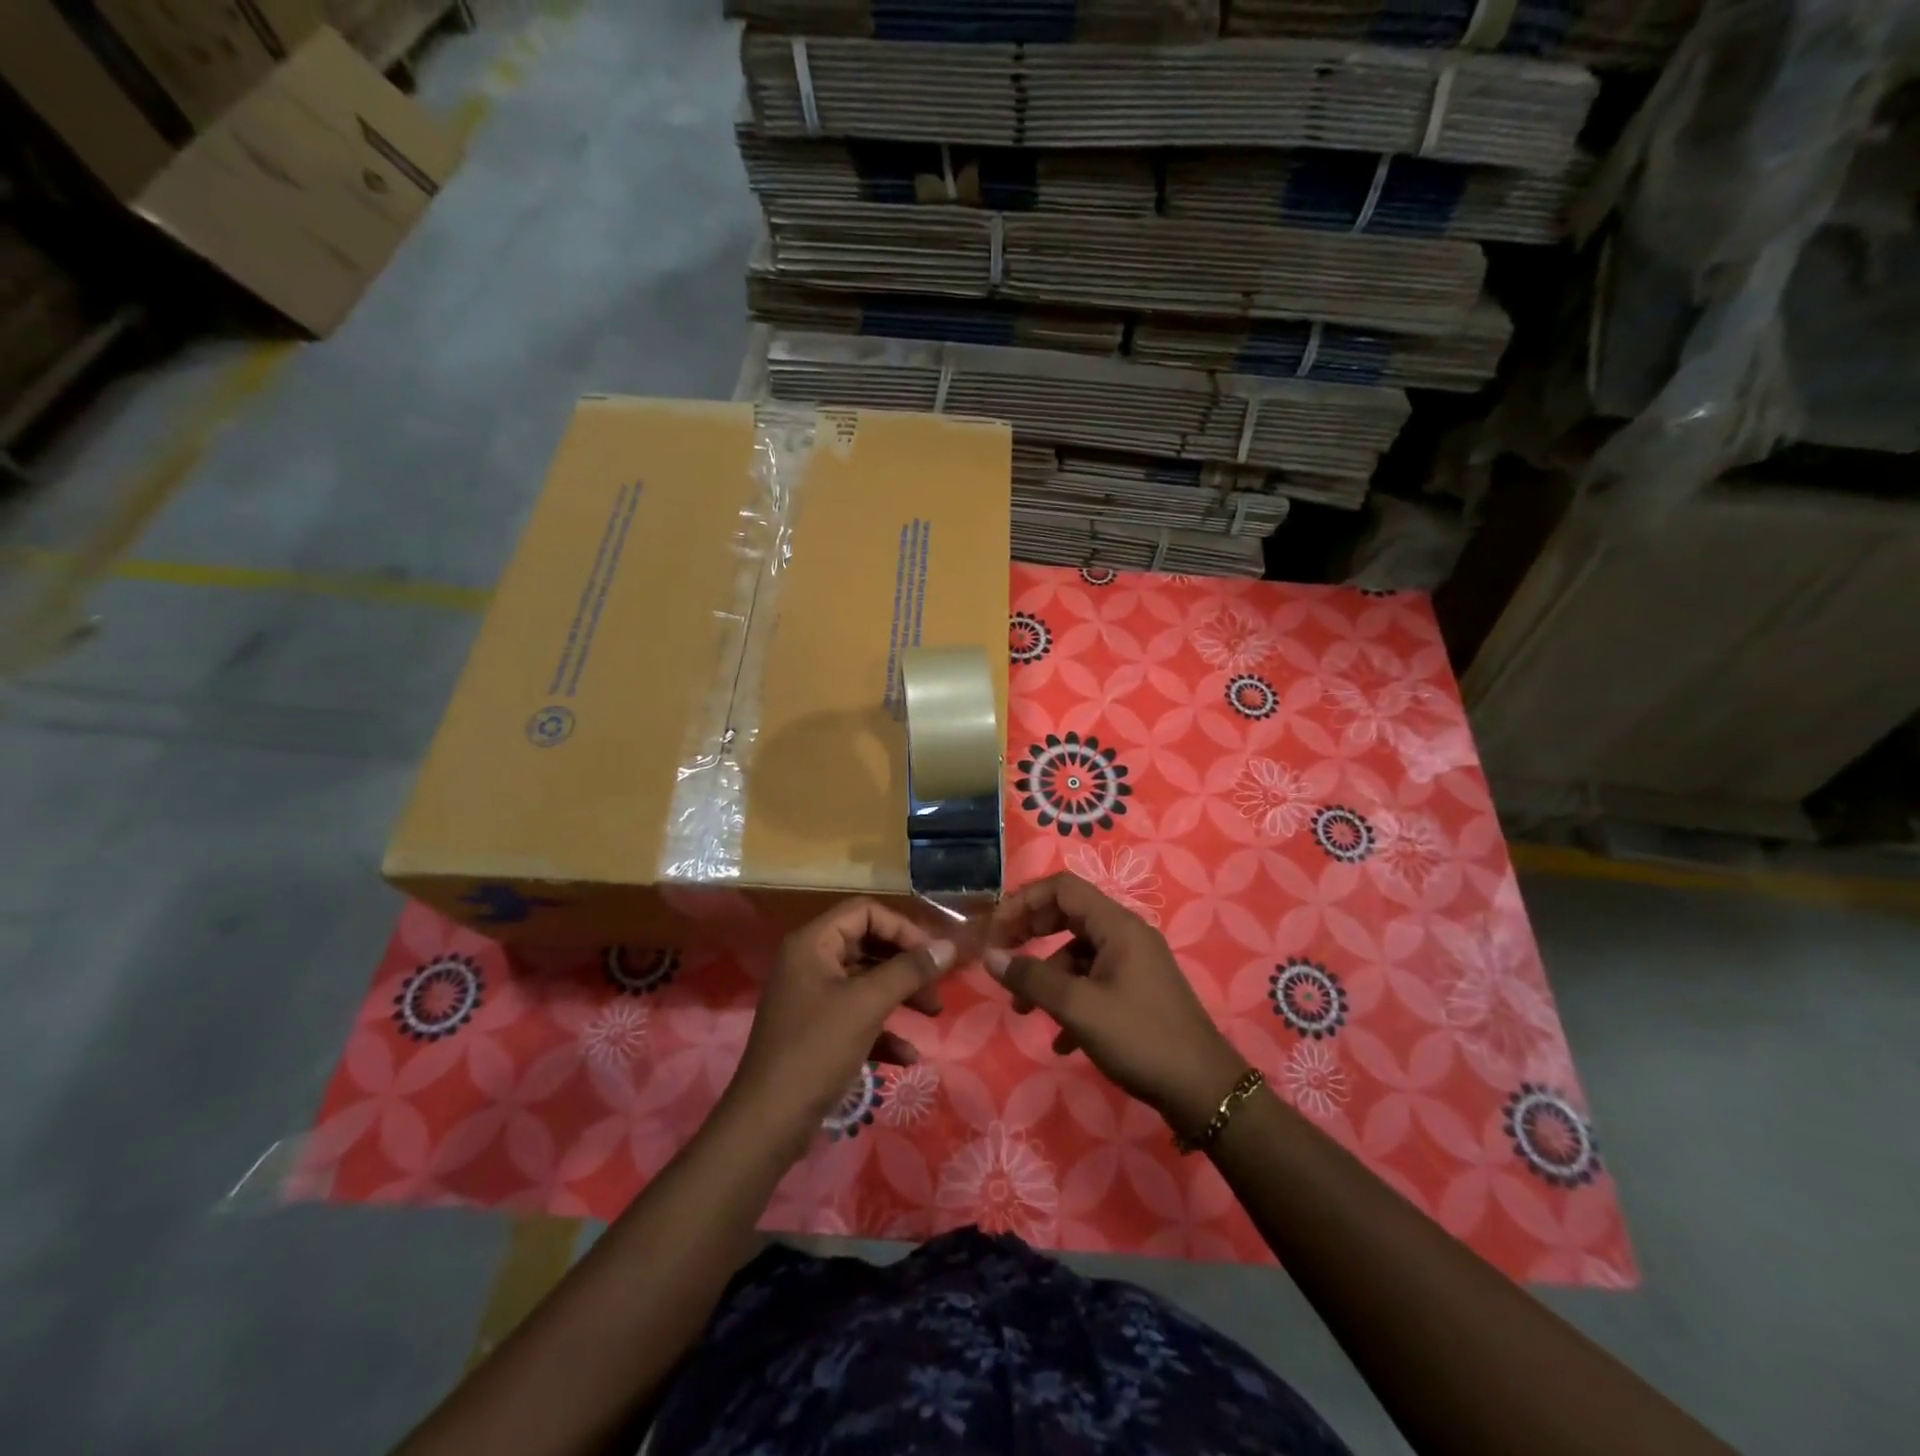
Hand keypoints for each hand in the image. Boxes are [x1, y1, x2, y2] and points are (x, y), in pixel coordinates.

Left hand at [727, 898, 955, 1156]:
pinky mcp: (817, 1032)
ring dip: (901, 995)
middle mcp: (810, 963)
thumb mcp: (867, 1004)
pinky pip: (857, 1016)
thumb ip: (909, 970)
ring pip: (866, 982)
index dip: (901, 928)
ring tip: (933, 1014)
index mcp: (813, 944)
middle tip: (937, 985)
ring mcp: (812, 998)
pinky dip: (883, 1030)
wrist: (768, 1123)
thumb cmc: (816, 1050)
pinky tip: (907, 1056)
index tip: (931, 955)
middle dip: (906, 965)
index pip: (864, 912)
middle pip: (868, 945)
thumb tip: (949, 946)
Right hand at [985, 873, 1244, 1135]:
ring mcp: (1135, 964)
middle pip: (1068, 915)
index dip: (1024, 901)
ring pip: (1078, 954)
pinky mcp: (1138, 992)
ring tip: (1023, 1012)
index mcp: (1117, 925)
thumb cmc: (1139, 1038)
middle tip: (1002, 956)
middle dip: (1031, 934)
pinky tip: (1061, 1041)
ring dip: (1048, 977)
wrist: (1204, 1091)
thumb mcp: (1078, 1008)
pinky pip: (1095, 981)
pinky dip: (1072, 1000)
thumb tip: (989, 956)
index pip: (1062, 888)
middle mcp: (1127, 935)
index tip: (996, 929)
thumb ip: (1031, 978)